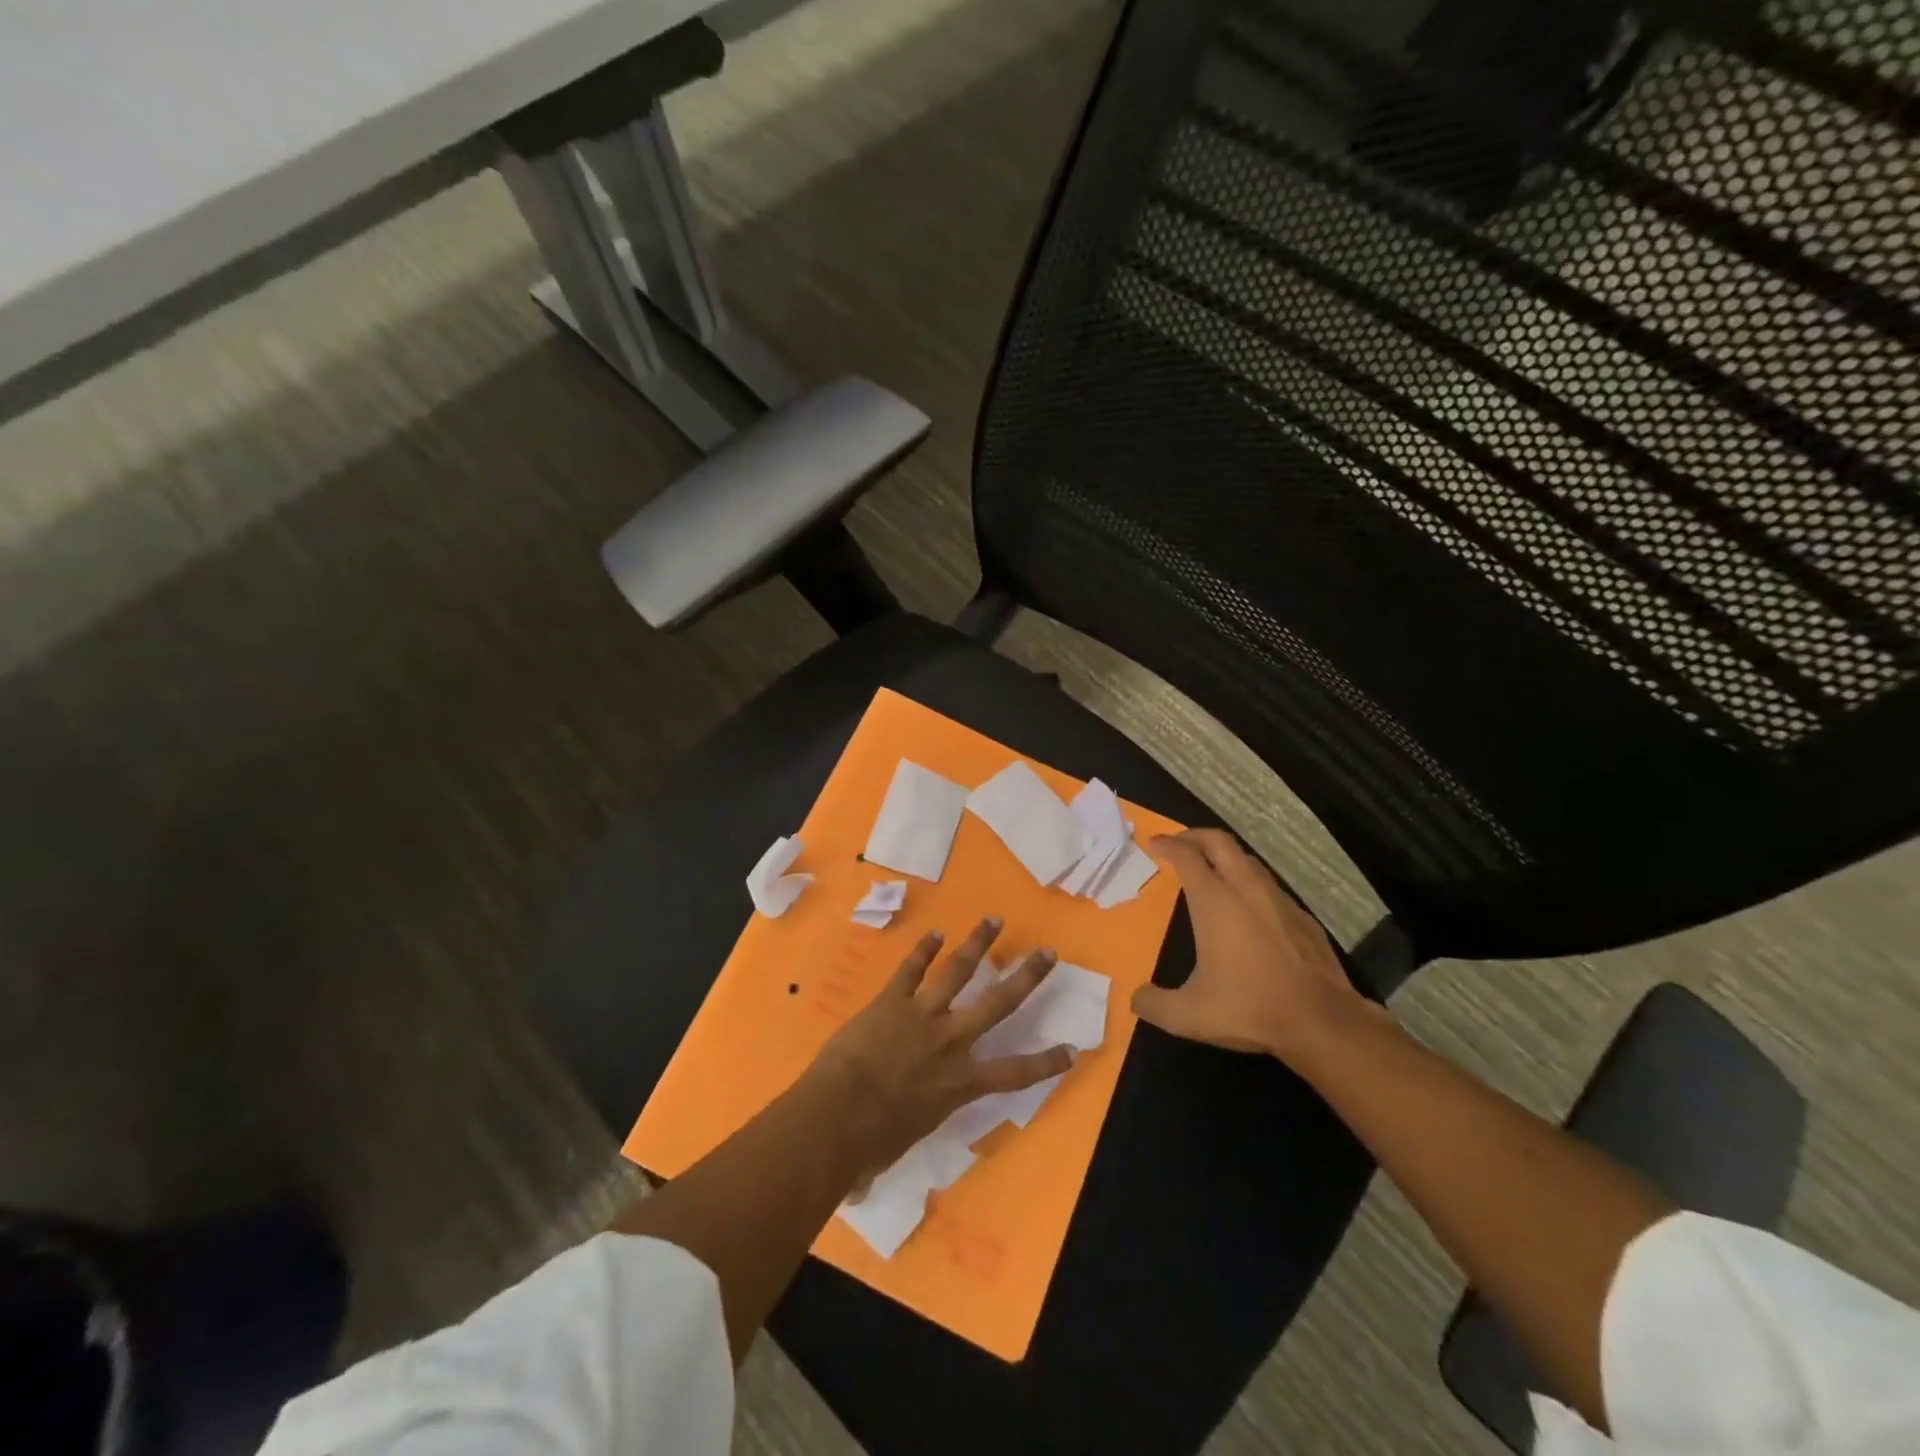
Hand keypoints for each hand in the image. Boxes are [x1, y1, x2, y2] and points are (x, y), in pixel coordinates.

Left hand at [804, 918, 1073, 1179]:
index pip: (1015, 1073)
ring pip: (958, 972)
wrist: (839, 1113)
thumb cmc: (872, 1142)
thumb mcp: (903, 1140)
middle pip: (998, 1003)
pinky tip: (934, 933)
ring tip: (993, 919)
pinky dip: (922, 950)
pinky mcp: (892, 1000)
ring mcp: (923, 1015)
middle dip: (1026, 977)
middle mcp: (951, 1041)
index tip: (1072, 1049)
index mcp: (960, 1084)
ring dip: (977, 944)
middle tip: (1047, 952)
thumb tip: (870, 1167)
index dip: (1046, 1063)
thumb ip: (905, 1129)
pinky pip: (911, 970)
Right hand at [1132, 829, 1369, 1064]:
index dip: (1168, 845)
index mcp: (1215, 902)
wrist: (1322, 1022)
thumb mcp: (1188, 1015)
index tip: (1154, 843)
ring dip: (1225, 857)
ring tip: (1211, 871)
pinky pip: (1270, 887)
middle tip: (1179, 844)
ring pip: (1248, 861)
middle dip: (1195, 836)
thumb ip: (1153, 1004)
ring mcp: (1279, 901)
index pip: (1187, 856)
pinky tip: (1249, 909)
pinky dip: (1251, 884)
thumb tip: (1137, 998)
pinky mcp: (1303, 918)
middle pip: (1220, 842)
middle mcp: (1246, 890)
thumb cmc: (1249, 1008)